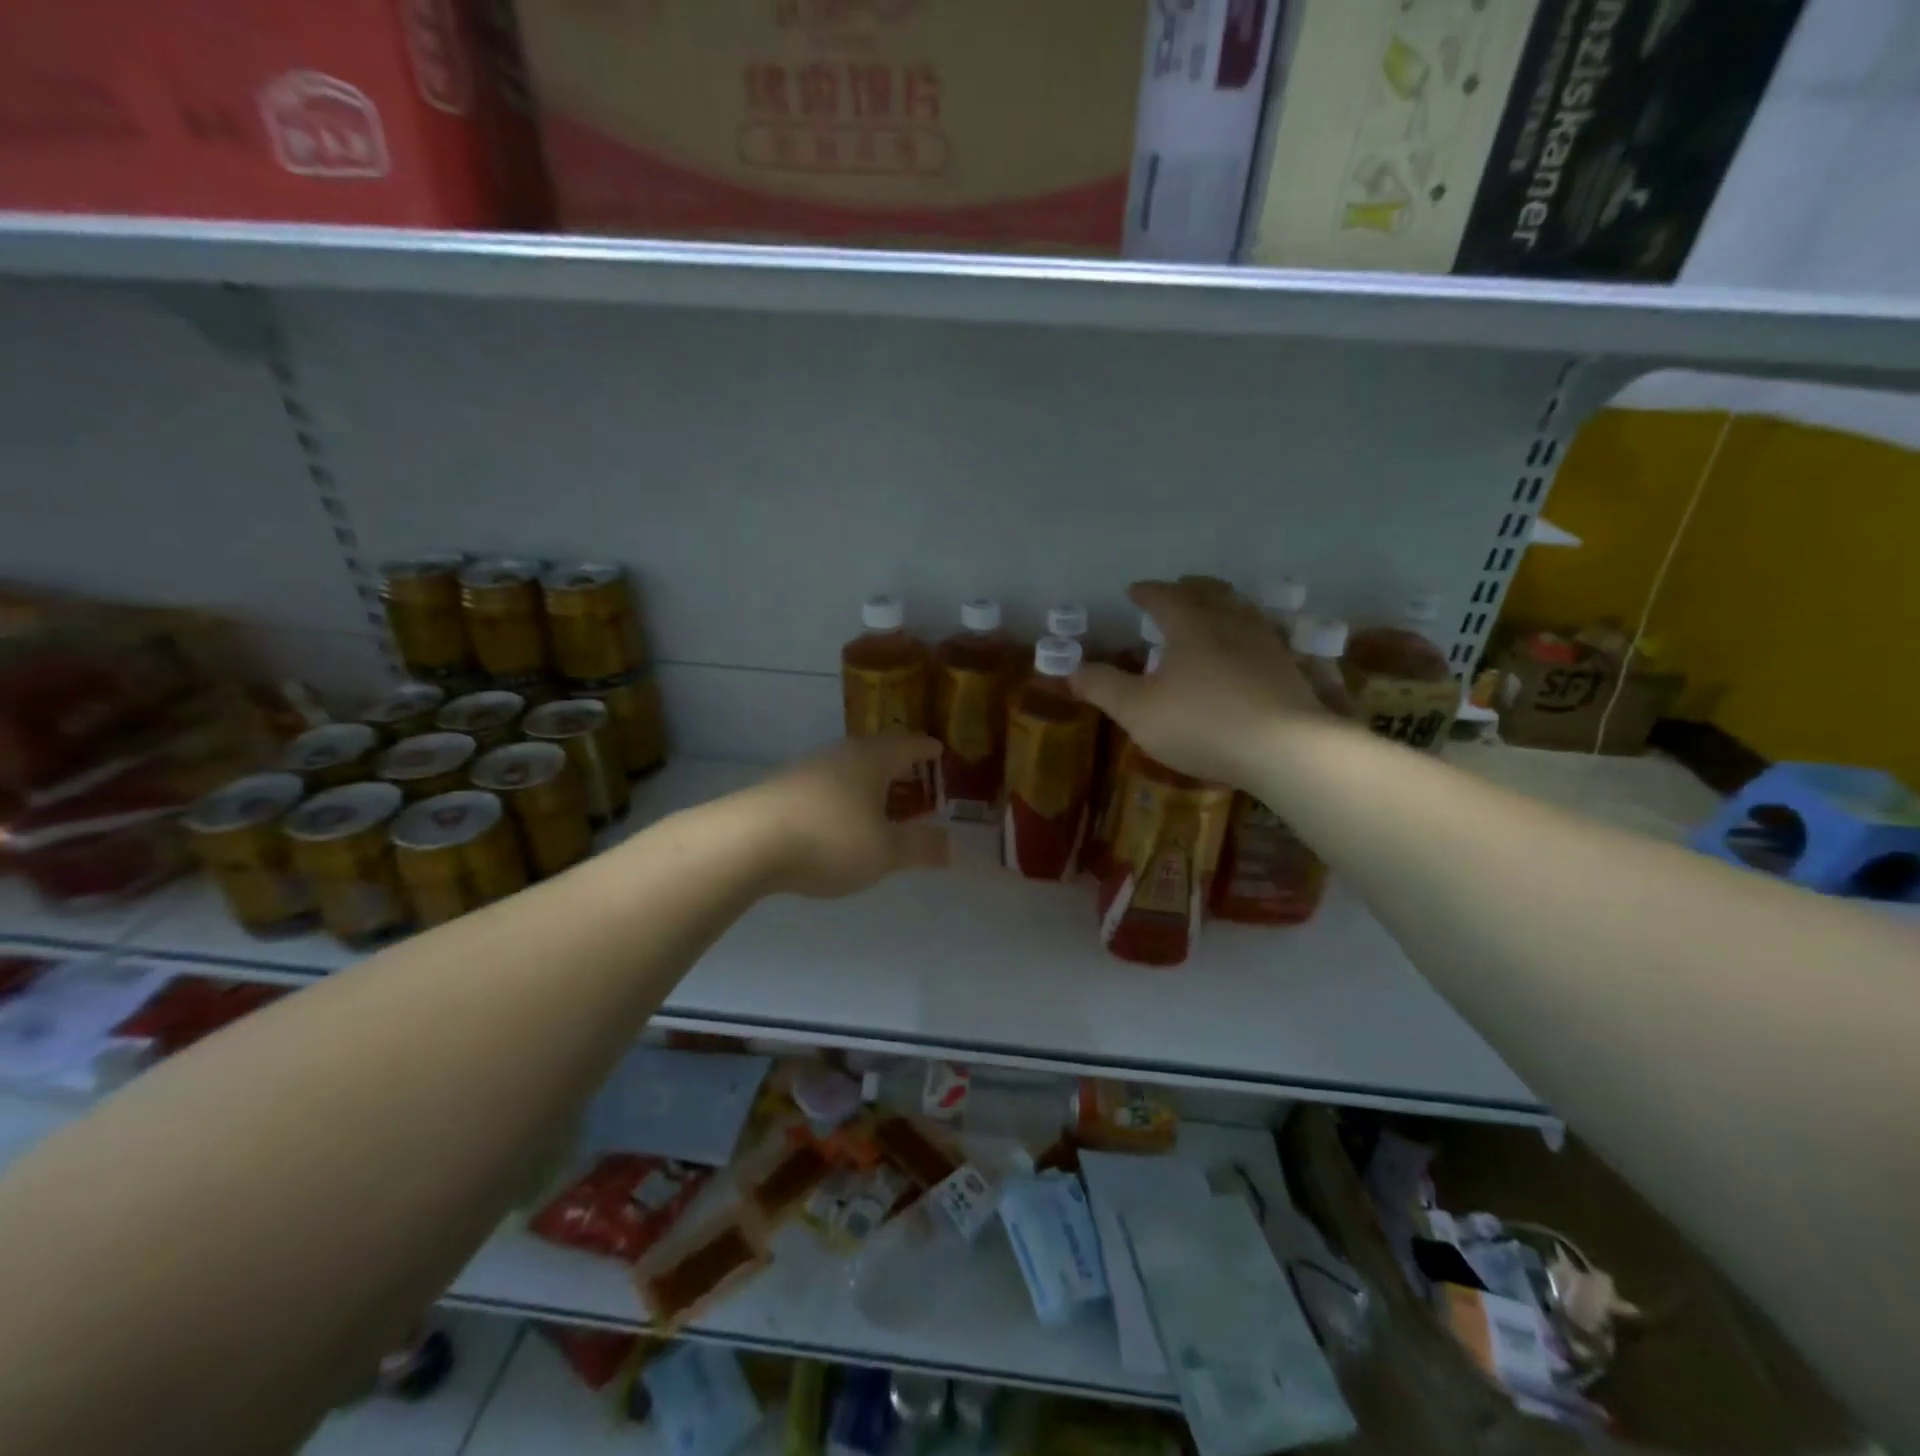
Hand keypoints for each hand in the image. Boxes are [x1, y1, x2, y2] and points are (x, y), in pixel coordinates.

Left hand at [747, 734, 949, 898]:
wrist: (746, 843)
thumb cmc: (830, 839)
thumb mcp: (885, 852)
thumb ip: (920, 847)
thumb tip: (951, 845)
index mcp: (872, 759)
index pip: (908, 743)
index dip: (927, 749)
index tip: (939, 751)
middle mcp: (840, 755)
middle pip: (876, 752)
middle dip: (897, 766)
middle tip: (913, 780)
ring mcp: (806, 770)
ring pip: (847, 769)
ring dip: (866, 784)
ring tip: (878, 805)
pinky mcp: (780, 790)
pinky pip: (823, 787)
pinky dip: (840, 799)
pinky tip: (837, 822)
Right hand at [1071, 578, 1326, 789]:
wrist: (1284, 748)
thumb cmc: (1201, 723)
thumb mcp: (1137, 710)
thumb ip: (1103, 687)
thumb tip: (1071, 670)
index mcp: (1190, 625)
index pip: (1165, 597)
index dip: (1146, 592)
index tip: (1133, 590)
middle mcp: (1230, 623)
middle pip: (1211, 592)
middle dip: (1190, 588)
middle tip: (1179, 588)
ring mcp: (1266, 644)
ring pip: (1243, 610)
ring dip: (1224, 605)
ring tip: (1214, 612)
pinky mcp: (1290, 669)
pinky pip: (1265, 636)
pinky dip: (1249, 633)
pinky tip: (1250, 650)